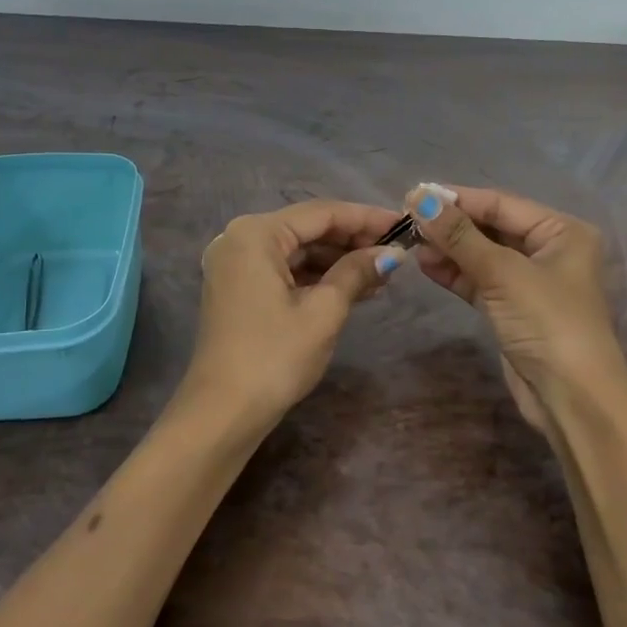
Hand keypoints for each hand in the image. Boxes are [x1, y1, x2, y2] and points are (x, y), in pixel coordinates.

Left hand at [185, 200, 406, 426]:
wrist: (223, 413)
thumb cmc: (275, 356)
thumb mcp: (324, 311)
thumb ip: (357, 272)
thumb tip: (392, 253)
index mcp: (256, 233)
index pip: (321, 213)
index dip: (366, 218)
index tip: (403, 225)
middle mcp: (240, 239)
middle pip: (307, 228)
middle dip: (352, 240)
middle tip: (396, 253)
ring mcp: (235, 265)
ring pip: (297, 250)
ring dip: (337, 260)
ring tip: (382, 274)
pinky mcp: (238, 289)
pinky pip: (284, 270)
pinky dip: (316, 277)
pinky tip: (352, 288)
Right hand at [405, 184, 626, 428]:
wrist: (572, 398)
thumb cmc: (548, 322)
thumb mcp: (503, 273)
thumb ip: (459, 236)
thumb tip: (420, 198)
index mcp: (562, 231)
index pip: (501, 204)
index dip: (458, 199)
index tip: (415, 195)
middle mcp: (549, 250)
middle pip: (492, 228)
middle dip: (451, 225)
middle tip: (407, 220)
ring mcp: (530, 282)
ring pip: (482, 255)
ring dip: (449, 249)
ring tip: (411, 244)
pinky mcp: (513, 310)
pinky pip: (480, 281)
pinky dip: (455, 273)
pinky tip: (426, 265)